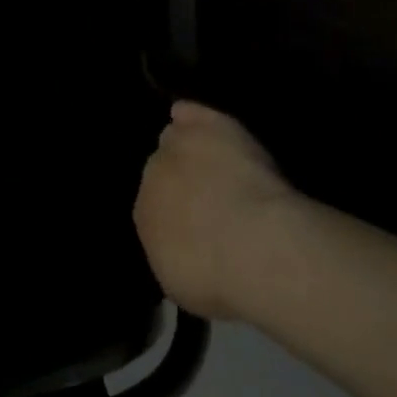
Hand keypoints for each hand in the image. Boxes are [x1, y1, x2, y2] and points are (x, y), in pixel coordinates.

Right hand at [133, 101, 302, 320]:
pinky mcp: (210, 127)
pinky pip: (191, 113)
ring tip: (211, 159)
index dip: (177, 214)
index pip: (153, 207)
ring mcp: (179, 147)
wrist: (253, 246)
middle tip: (212, 198)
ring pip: (174, 138)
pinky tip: (190, 114)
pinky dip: (191, 115)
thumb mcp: (186, 283)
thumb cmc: (217, 278)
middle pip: (162, 169)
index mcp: (143, 218)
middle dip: (181, 182)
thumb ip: (176, 254)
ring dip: (187, 147)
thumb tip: (183, 246)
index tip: (199, 224)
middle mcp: (152, 177)